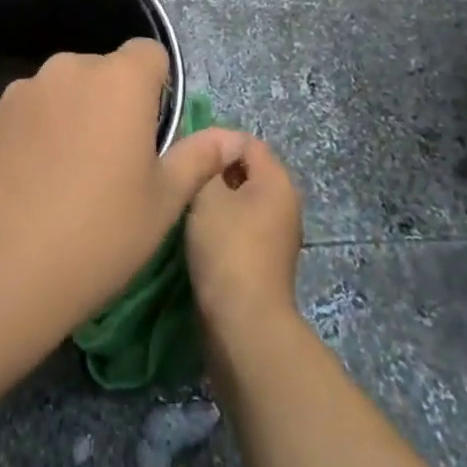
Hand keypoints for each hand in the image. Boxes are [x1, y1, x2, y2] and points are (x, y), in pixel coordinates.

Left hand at [0, 39, 244, 328]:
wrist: (1, 268)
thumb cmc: (100, 234)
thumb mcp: (164, 201)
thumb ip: (199, 158)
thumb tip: (232, 138)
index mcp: (120, 80)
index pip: (149, 53)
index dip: (157, 86)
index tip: (151, 131)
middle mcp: (69, 69)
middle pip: (102, 71)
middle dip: (112, 101)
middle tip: (112, 159)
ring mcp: (22, 90)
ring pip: (61, 91)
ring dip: (71, 114)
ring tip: (65, 174)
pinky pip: (26, 112)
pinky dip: (34, 132)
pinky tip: (29, 181)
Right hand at [185, 133, 303, 341]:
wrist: (243, 324)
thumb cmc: (226, 248)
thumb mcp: (207, 193)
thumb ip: (207, 161)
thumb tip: (212, 151)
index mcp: (278, 181)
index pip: (246, 142)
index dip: (214, 143)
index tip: (185, 156)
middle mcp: (285, 204)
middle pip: (244, 172)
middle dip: (212, 174)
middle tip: (181, 181)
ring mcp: (277, 237)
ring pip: (239, 203)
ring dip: (213, 204)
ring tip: (183, 208)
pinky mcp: (264, 263)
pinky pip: (239, 230)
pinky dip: (219, 230)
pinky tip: (195, 237)